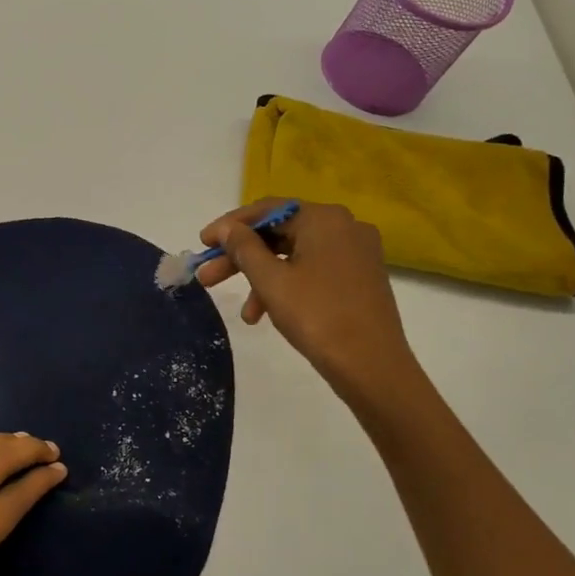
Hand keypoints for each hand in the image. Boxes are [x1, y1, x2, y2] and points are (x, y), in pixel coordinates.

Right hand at [197, 200, 424, 410]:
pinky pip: (313, 271)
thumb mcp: (271, 281)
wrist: (372, 366)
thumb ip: (244, 248)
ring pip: (294, 256)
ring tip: (243, 313)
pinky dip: (287, 286)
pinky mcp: (360, 278)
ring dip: (261, 279)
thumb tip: (226, 228)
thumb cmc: (317, 316)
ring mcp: (356, 253)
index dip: (230, 226)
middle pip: (280, 233)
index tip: (203, 243)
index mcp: (324, 219)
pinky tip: (268, 315)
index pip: (267, 210)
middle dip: (241, 257)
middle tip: (208, 277)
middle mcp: (344, 227)